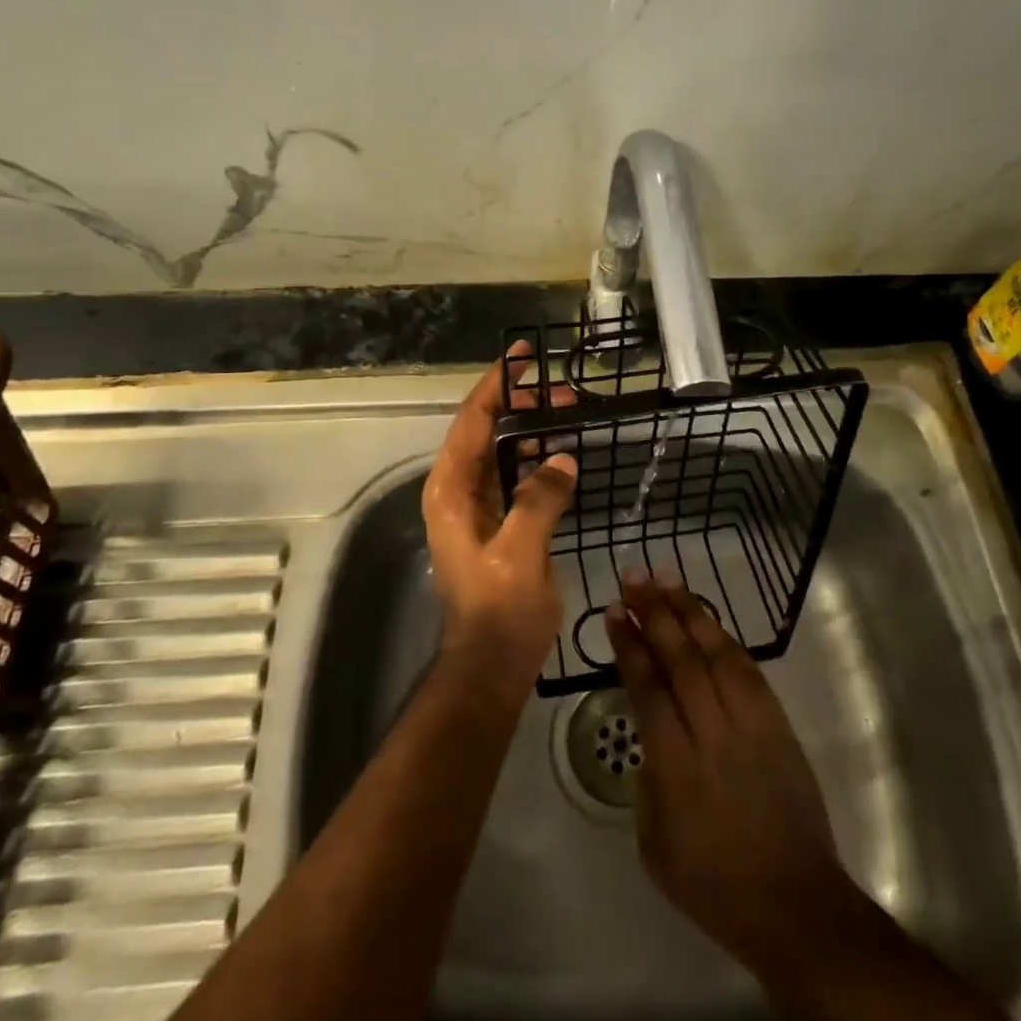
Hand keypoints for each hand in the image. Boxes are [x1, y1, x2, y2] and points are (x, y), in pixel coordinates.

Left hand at [421, 343, 578, 682]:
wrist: (491, 664)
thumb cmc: (500, 609)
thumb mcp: (521, 552)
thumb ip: (539, 499)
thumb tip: (561, 457)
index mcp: (451, 489)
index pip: (471, 420)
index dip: (496, 385)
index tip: (522, 356)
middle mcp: (457, 490)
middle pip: (485, 430)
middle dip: (521, 405)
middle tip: (564, 390)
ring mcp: (475, 507)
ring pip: (500, 451)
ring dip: (530, 429)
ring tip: (569, 412)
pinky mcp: (494, 523)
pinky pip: (512, 476)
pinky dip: (534, 458)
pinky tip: (561, 453)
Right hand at [604, 568, 841, 970]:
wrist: (795, 905)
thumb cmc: (715, 884)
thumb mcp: (655, 845)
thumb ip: (647, 782)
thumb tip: (651, 741)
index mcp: (675, 765)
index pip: (647, 687)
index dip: (629, 644)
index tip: (616, 610)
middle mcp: (711, 732)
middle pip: (679, 657)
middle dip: (654, 611)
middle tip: (634, 575)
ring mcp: (750, 724)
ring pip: (715, 652)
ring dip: (689, 611)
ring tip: (666, 577)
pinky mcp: (777, 724)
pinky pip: (748, 670)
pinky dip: (725, 639)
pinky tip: (708, 619)